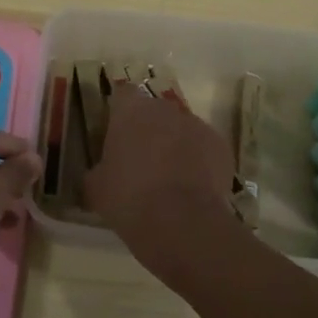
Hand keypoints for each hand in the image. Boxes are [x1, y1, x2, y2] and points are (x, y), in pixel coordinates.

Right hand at [84, 90, 236, 267]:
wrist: (181, 222)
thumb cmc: (128, 198)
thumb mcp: (96, 187)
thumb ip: (98, 170)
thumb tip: (101, 172)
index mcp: (131, 110)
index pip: (122, 94)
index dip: (119, 112)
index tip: (116, 133)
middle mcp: (164, 108)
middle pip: (154, 112)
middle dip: (149, 130)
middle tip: (140, 161)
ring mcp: (196, 125)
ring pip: (181, 130)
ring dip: (175, 145)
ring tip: (169, 180)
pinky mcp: (220, 146)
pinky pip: (204, 149)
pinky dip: (199, 162)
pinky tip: (192, 189)